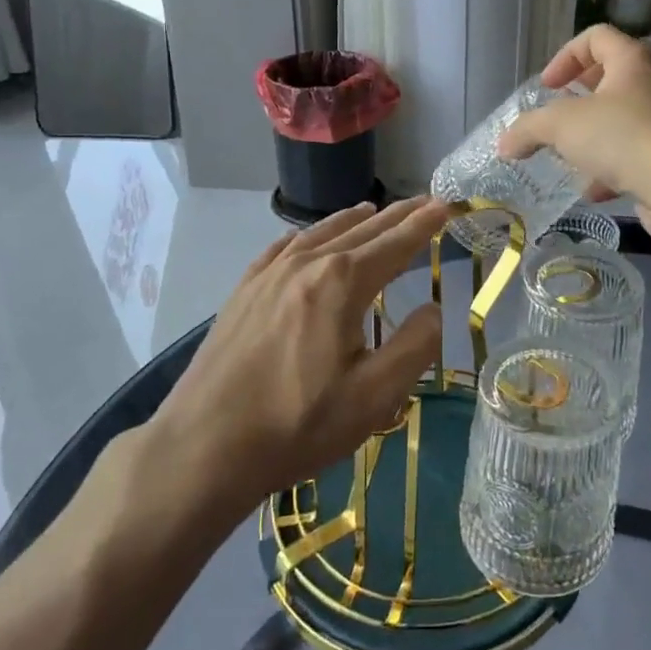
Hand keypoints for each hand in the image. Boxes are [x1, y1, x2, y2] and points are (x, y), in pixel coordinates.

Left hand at [148, 197, 451, 517]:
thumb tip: (433, 309)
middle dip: (397, 216)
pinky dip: (309, 234)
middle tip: (423, 202)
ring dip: (355, 219)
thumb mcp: (373, 397)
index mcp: (342, 282)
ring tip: (375, 210)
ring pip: (322, 232)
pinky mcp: (244, 290)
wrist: (204, 446)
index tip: (446, 205)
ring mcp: (270, 273)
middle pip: (362, 229)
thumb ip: (414, 346)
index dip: (424, 225)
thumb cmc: (297, 424)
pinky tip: (310, 238)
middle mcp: (307, 263)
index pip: (395, 243)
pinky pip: (284, 247)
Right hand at [497, 26, 650, 246]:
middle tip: (560, 116)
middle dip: (581, 97)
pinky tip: (594, 190)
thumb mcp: (559, 125)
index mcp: (632, 60)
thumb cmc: (619, 135)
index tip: (548, 87)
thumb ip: (527, 129)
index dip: (566, 56)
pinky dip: (613, 168)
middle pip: (614, 76)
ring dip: (596, 135)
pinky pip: (638, 154)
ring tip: (572, 155)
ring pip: (626, 119)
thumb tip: (504, 144)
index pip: (596, 37)